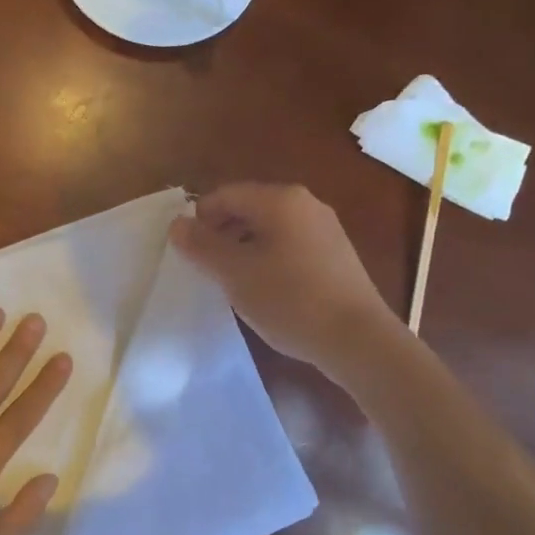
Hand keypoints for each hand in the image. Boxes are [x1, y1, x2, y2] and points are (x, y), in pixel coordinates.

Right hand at [170, 183, 394, 372]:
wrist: (357, 339)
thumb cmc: (290, 300)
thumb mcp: (235, 274)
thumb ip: (202, 246)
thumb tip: (177, 224)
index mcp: (280, 200)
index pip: (224, 195)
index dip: (199, 220)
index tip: (187, 253)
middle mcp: (306, 204)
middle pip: (248, 208)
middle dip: (221, 234)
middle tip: (206, 269)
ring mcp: (325, 229)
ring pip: (269, 228)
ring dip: (243, 248)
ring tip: (232, 282)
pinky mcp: (336, 255)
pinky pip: (289, 245)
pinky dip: (268, 259)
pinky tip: (265, 290)